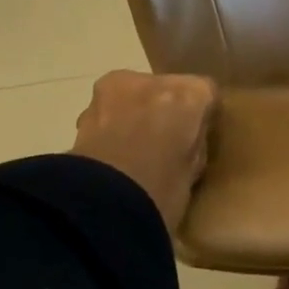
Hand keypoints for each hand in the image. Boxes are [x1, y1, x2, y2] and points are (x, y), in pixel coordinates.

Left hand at [71, 71, 217, 235]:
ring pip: (133, 98)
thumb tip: (185, 140)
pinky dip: (110, 128)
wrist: (102, 206)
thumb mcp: (193, 169)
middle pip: (165, 89)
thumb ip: (193, 142)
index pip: (205, 93)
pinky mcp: (83, 111)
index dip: (200, 115)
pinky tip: (111, 156)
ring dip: (133, 116)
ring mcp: (114, 93)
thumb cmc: (162, 192)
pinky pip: (107, 114)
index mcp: (190, 94)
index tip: (196, 136)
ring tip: (132, 151)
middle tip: (162, 144)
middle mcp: (153, 82)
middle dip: (163, 110)